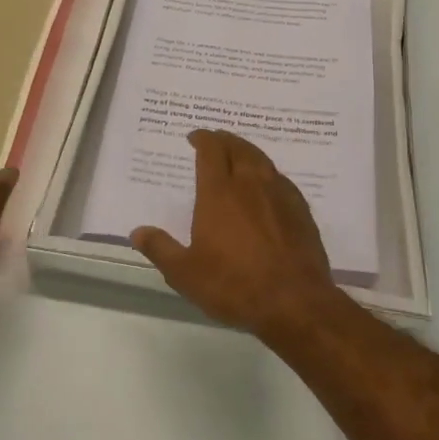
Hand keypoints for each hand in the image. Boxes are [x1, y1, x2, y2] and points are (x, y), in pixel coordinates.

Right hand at [130, 130, 341, 336]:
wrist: (295, 302)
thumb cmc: (234, 285)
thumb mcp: (185, 273)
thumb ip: (160, 249)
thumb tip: (137, 231)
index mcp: (219, 193)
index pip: (211, 151)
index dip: (202, 139)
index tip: (195, 137)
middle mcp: (250, 184)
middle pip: (238, 148)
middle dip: (225, 140)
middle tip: (216, 140)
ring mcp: (279, 195)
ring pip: (262, 160)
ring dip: (247, 151)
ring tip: (240, 153)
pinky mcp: (301, 210)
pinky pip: (281, 179)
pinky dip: (269, 173)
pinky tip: (268, 184)